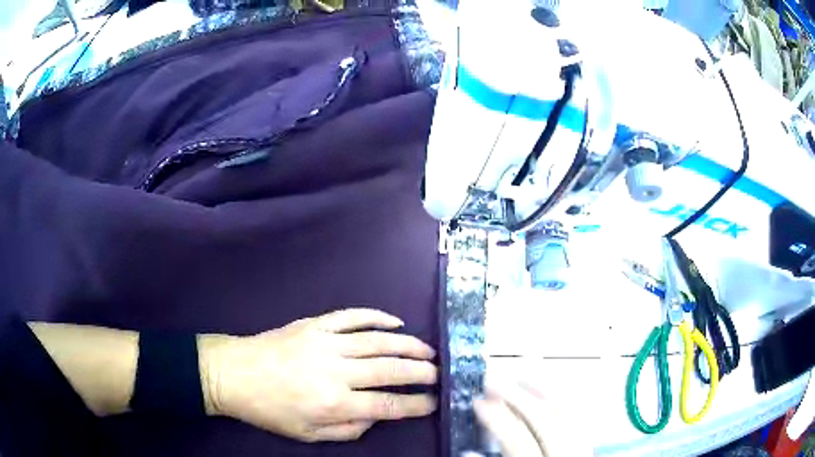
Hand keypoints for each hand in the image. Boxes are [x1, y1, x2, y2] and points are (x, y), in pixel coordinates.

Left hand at [200, 308, 437, 441]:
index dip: (415, 404)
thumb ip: (349, 429)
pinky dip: (377, 317)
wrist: (234, 374)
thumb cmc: (270, 410)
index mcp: (333, 403)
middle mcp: (335, 371)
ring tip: (428, 351)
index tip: (433, 402)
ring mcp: (325, 342)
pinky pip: (352, 316)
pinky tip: (395, 322)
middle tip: (438, 374)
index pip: (387, 404)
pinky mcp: (315, 324)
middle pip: (390, 369)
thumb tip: (376, 414)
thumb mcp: (309, 435)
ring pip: (378, 340)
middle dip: (420, 372)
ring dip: (408, 345)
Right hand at [474, 378, 591, 456]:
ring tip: (519, 378)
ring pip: (568, 415)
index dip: (498, 420)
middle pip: (546, 422)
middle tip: (490, 381)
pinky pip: (579, 420)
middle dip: (517, 398)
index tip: (477, 403)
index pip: (520, 443)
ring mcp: (581, 453)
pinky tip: (549, 395)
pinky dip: (563, 403)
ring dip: (542, 393)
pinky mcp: (586, 451)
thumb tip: (468, 452)